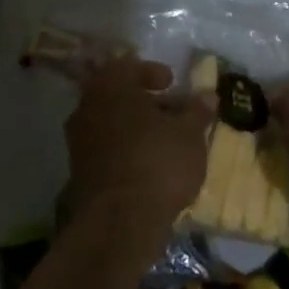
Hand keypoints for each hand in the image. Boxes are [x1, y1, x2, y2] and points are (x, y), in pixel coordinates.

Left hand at [64, 55, 210, 238]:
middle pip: (117, 94)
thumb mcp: (189, 134)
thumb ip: (197, 111)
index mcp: (110, 86)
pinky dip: (126, 148)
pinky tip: (149, 163)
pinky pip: (106, 147)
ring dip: (136, 126)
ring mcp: (79, 140)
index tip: (171, 83)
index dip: (152, 72)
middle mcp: (88, 107)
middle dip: (145, 101)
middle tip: (171, 110)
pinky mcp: (79, 171)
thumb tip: (208, 95)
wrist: (119, 222)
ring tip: (165, 139)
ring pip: (111, 121)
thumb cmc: (158, 163)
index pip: (127, 66)